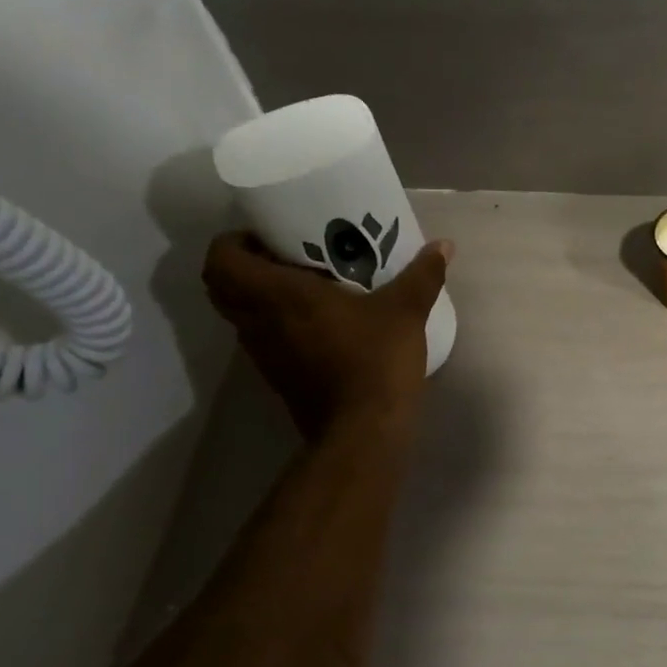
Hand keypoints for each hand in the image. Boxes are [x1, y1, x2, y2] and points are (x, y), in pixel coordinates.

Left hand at [202, 231, 451, 436]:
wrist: (364, 430)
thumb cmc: (375, 359)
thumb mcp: (405, 311)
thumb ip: (423, 274)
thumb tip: (444, 245)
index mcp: (278, 295)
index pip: (222, 260)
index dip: (234, 241)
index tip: (267, 235)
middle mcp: (259, 322)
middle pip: (222, 286)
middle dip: (244, 266)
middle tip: (285, 255)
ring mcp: (264, 353)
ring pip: (241, 314)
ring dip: (260, 296)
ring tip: (305, 283)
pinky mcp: (278, 376)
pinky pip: (262, 338)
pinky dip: (277, 323)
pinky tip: (320, 320)